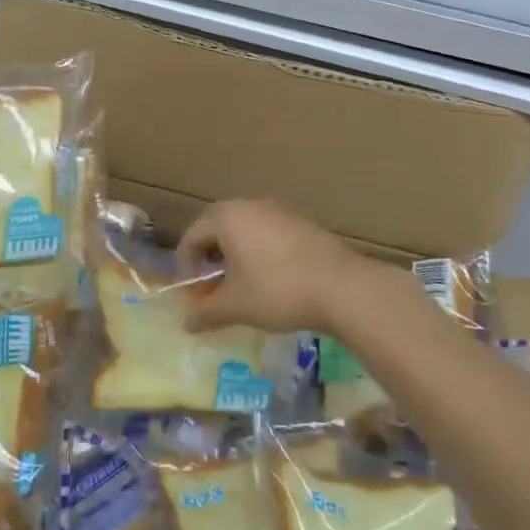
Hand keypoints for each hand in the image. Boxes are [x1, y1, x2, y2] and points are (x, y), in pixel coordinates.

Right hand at [175, 199, 381, 334]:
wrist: (343, 287)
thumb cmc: (277, 291)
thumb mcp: (235, 306)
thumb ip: (206, 313)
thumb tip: (186, 323)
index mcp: (227, 217)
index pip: (192, 236)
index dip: (186, 266)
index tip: (192, 293)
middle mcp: (250, 205)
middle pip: (217, 227)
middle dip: (209, 258)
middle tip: (211, 286)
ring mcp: (279, 211)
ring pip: (244, 229)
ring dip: (234, 254)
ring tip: (240, 285)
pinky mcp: (302, 223)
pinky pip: (268, 233)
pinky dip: (258, 252)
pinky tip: (270, 279)